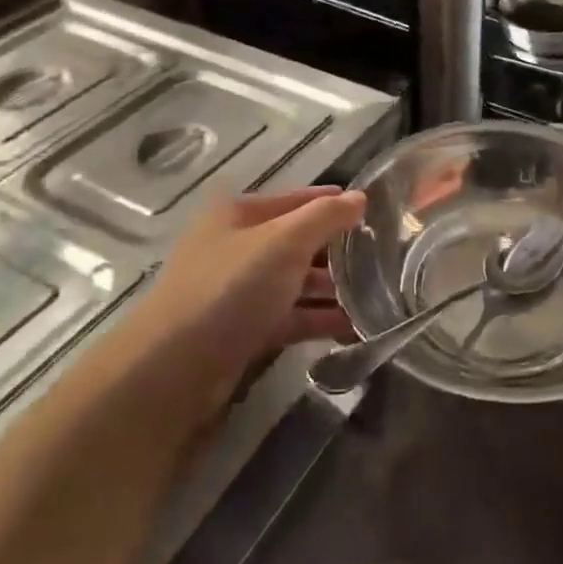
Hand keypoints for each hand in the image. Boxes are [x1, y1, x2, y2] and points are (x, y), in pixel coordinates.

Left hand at [128, 187, 365, 415]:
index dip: (334, 203)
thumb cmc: (231, 287)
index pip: (296, 199)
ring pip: (297, 282)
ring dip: (334, 289)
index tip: (376, 212)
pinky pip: (292, 317)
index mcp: (237, 214)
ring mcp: (240, 291)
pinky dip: (320, 320)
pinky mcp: (245, 330)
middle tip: (387, 259)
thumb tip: (360, 197)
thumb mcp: (284, 242)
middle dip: (339, 251)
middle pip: (298, 242)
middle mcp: (237, 247)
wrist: (175, 367)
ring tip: (381, 295)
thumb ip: (325, 217)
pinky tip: (357, 327)